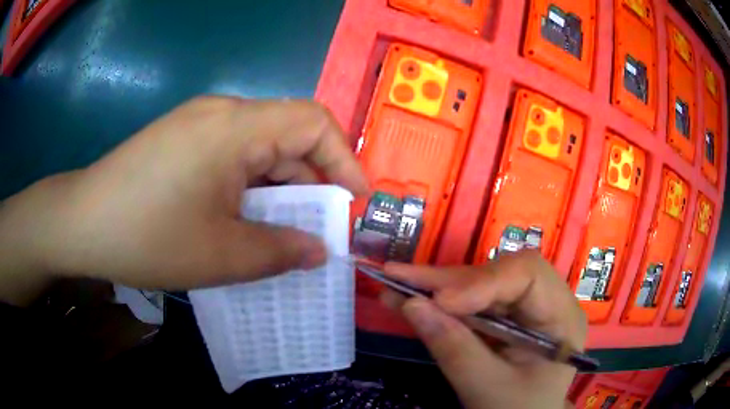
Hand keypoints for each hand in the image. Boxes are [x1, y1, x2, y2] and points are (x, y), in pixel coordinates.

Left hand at [0, 97, 367, 304]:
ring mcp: (198, 123)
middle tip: (320, 226)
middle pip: (287, 133)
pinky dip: (250, 184)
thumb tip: (319, 251)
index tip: (356, 202)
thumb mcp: (220, 256)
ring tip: (283, 229)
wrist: (82, 223)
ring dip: (279, 185)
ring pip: (258, 146)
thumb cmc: (147, 237)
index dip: (344, 159)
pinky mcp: (182, 138)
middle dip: (312, 180)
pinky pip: (232, 153)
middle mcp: (221, 112)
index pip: (313, 122)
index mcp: (235, 128)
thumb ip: (279, 252)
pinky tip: (242, 216)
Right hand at [382, 251, 586, 408]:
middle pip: (500, 273)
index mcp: (561, 317)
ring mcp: (525, 309)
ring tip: (397, 284)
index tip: (440, 301)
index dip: (482, 280)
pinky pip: (472, 302)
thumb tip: (411, 305)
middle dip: (450, 280)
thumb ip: (453, 349)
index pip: (528, 274)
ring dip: (438, 287)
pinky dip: (440, 303)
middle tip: (400, 278)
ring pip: (482, 283)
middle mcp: (547, 302)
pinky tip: (411, 298)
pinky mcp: (505, 318)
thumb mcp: (486, 388)